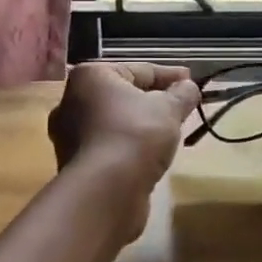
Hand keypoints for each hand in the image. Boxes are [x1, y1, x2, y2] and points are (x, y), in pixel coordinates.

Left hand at [47, 61, 200, 191]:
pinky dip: (129, 146)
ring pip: (115, 122)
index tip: (192, 82)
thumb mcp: (169, 109)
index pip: (140, 70)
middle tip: (181, 107)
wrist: (105, 191)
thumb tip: (189, 87)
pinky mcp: (75, 164)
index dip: (170, 75)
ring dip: (141, 124)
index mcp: (90, 77)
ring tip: (169, 132)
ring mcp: (69, 134)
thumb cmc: (136, 135)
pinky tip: (150, 155)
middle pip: (124, 95)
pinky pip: (110, 145)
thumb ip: (182, 93)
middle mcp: (71, 101)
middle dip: (153, 100)